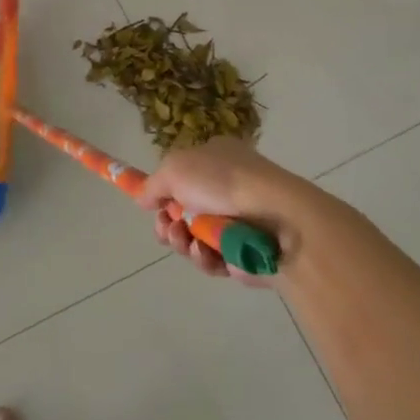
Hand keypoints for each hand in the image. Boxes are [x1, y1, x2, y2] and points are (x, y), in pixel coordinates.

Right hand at [137, 138, 305, 283]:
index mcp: (216, 159)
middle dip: (169, 223)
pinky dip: (204, 258)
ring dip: (182, 241)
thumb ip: (153, 184)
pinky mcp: (245, 253)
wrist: (276, 218)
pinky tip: (204, 252)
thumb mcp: (175, 168)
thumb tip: (143, 198)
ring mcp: (238, 221)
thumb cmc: (223, 182)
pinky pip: (214, 260)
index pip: (183, 175)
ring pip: (195, 238)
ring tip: (185, 239)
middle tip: (167, 229)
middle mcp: (227, 188)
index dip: (164, 192)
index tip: (151, 207)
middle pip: (184, 211)